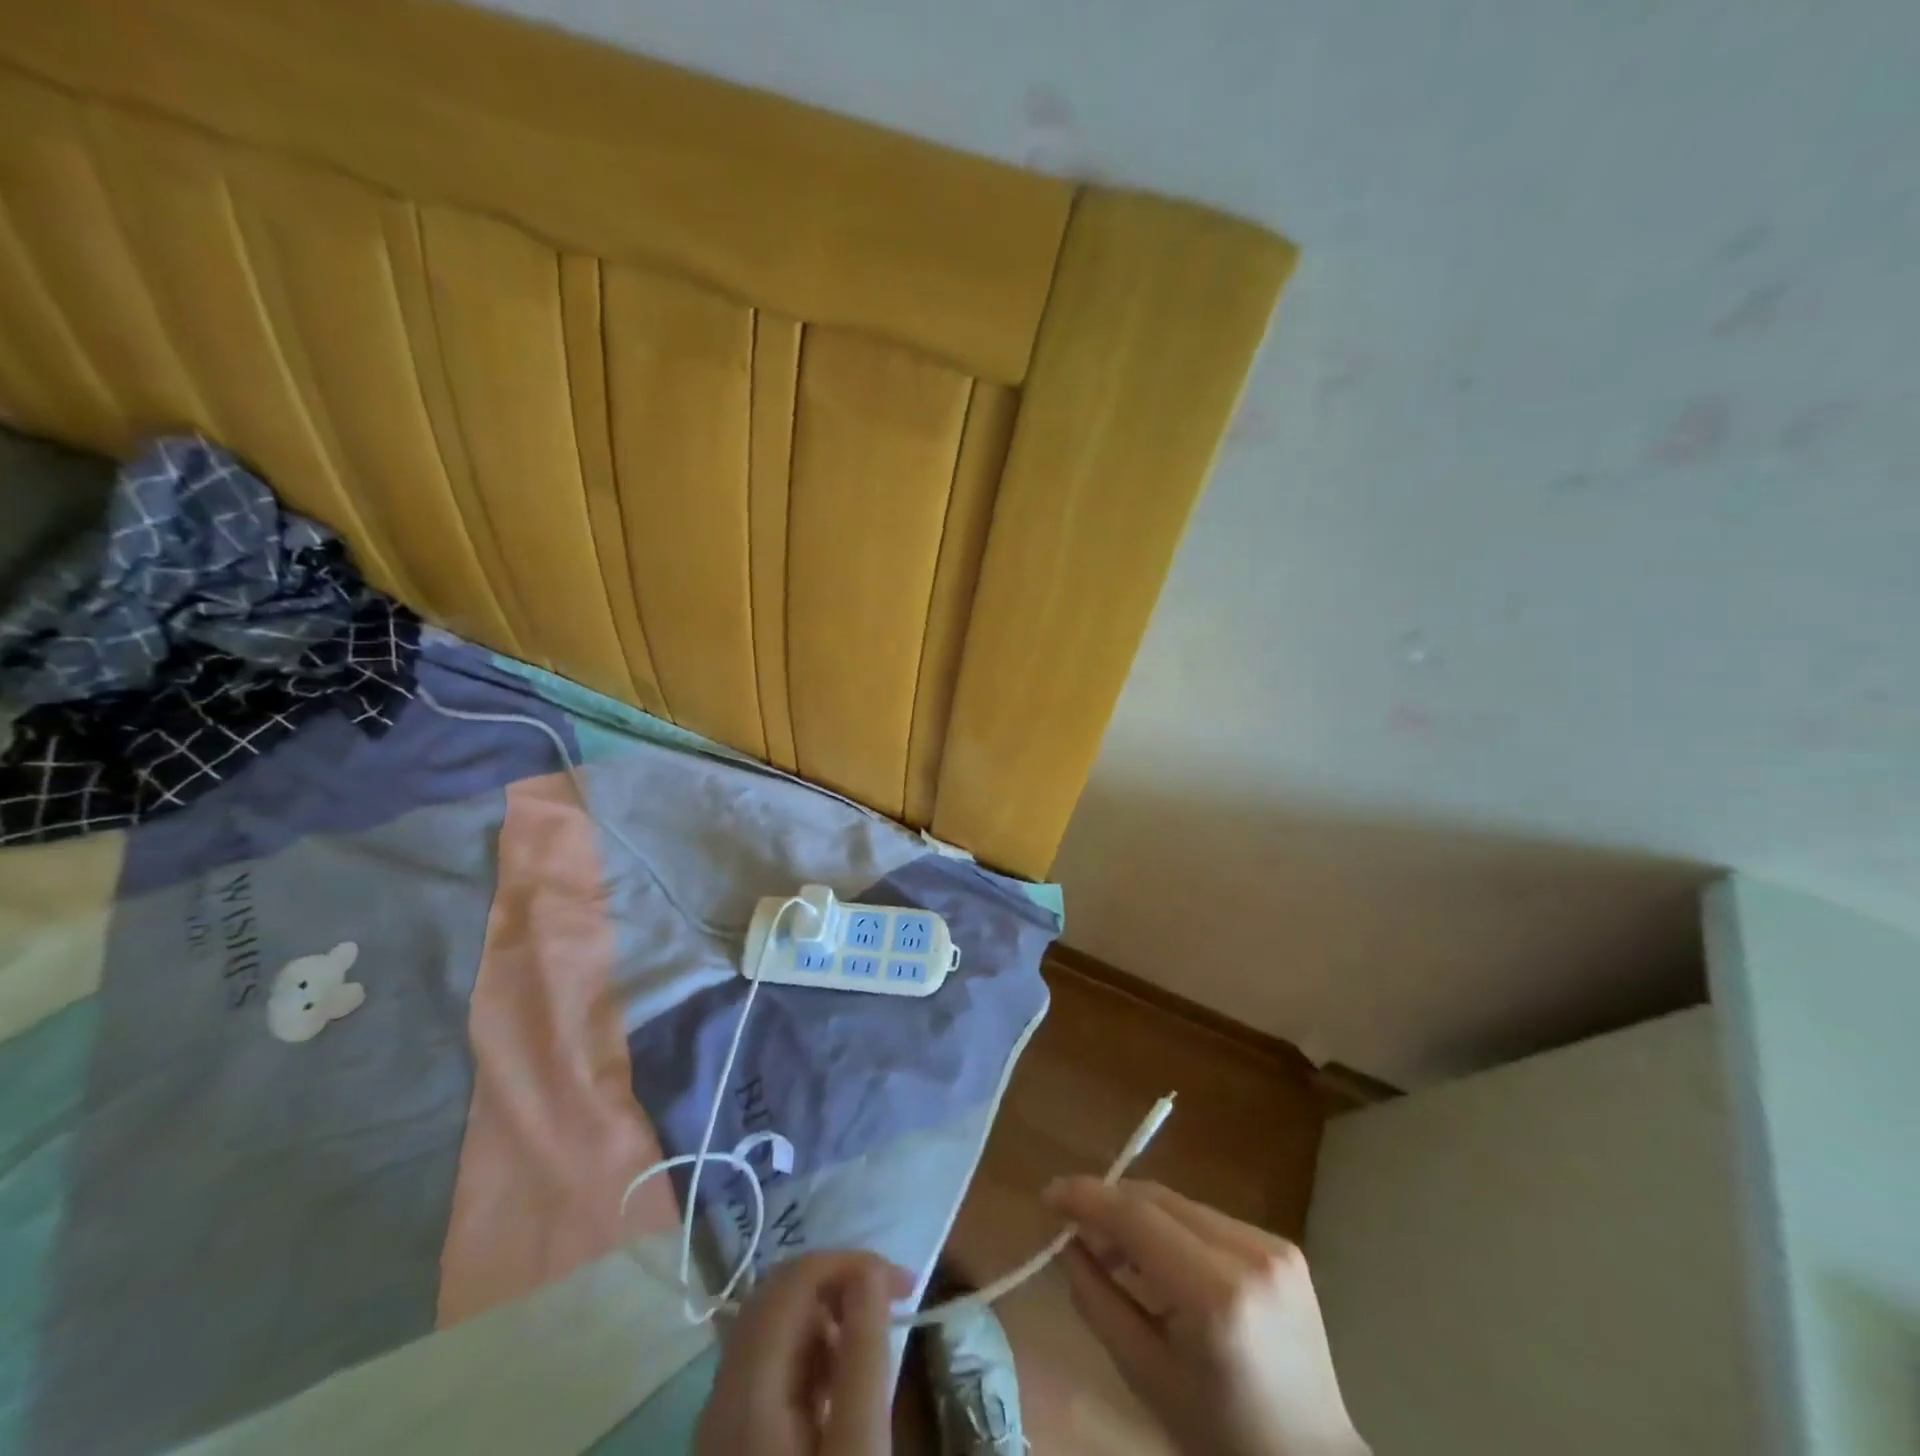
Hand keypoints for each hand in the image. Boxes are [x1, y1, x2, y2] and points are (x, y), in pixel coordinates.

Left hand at [697, 1252, 911, 1455]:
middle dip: (838, 1283)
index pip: (794, 1279)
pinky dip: (810, 1352)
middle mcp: (722, 1392)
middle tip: (890, 1303)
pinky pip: (769, 1365)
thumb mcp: (858, 1448)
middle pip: (778, 1295)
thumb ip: (863, 1355)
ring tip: (871, 1349)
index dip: (851, 1263)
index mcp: (747, 1386)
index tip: (903, 1284)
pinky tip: (841, 1386)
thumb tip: (869, 1271)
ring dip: (826, 1316)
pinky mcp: (731, 1443)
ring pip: (773, 1327)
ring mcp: (720, 1420)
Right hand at [1044, 1177, 1367, 1455]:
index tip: (1048, 1195)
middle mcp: (1250, 1255)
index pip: (1137, 1217)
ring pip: (1180, 1205)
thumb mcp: (1146, 1377)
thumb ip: (1098, 1300)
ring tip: (1110, 1250)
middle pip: (1158, 1200)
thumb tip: (1066, 1243)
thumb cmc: (1220, 1439)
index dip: (1086, 1198)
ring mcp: (1273, 1246)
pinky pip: (1207, 1220)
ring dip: (1139, 1217)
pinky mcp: (1282, 1246)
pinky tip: (1157, 1261)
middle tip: (1070, 1224)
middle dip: (1108, 1205)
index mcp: (1218, 1297)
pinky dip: (1172, 1229)